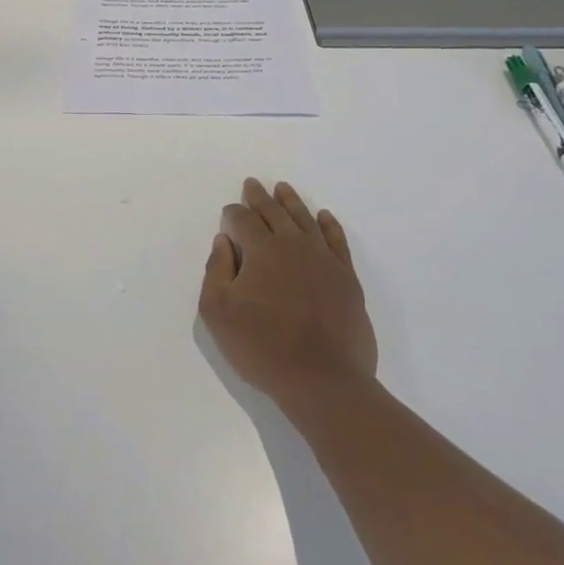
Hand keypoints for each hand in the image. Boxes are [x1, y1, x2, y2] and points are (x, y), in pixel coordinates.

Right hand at [199, 179, 377, 412]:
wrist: (323, 380)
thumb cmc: (263, 347)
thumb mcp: (218, 312)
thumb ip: (216, 270)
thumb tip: (224, 241)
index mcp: (262, 250)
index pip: (244, 220)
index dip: (233, 214)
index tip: (228, 213)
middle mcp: (294, 244)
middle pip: (274, 212)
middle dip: (260, 197)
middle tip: (253, 184)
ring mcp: (324, 259)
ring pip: (305, 219)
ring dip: (291, 202)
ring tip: (283, 188)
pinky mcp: (347, 278)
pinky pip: (337, 240)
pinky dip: (329, 225)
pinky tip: (324, 216)